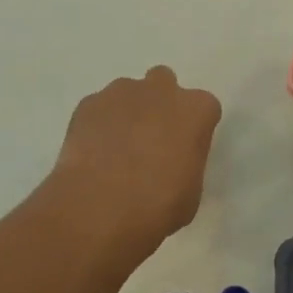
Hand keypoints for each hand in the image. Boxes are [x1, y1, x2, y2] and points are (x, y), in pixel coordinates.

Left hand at [46, 66, 221, 252]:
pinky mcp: (89, 103)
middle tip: (150, 140)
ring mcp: (121, 92)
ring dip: (127, 113)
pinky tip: (92, 154)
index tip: (184, 151)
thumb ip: (186, 163)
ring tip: (115, 150)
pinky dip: (98, 124)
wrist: (99, 209)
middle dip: (159, 104)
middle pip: (164, 83)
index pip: (204, 107)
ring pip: (128, 93)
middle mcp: (161, 90)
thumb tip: (173, 163)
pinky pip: (98, 108)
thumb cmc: (158, 206)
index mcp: (196, 110)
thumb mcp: (191, 192)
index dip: (193, 129)